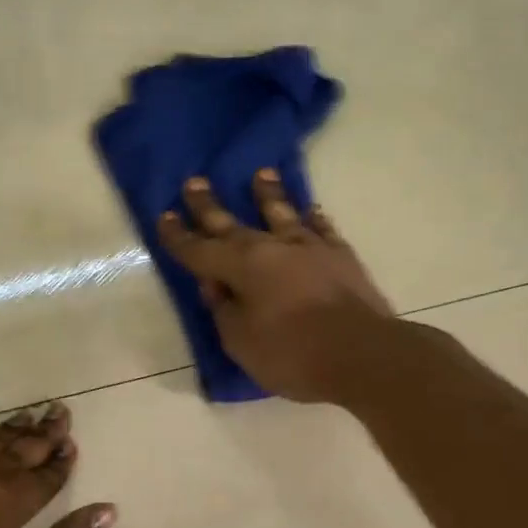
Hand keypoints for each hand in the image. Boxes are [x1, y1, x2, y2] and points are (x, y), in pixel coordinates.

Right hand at [158, 171, 395, 403]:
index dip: (178, 236)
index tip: (164, 216)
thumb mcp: (241, 342)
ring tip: (261, 174)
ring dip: (268, 195)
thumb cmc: (293, 354)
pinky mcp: (340, 256)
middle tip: (194, 181)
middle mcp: (272, 248)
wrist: (363, 353)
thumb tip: (215, 286)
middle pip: (233, 224)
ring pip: (282, 213)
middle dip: (209, 205)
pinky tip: (310, 210)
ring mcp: (310, 248)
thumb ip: (224, 310)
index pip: (199, 250)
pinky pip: (322, 229)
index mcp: (241, 267)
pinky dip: (313, 218)